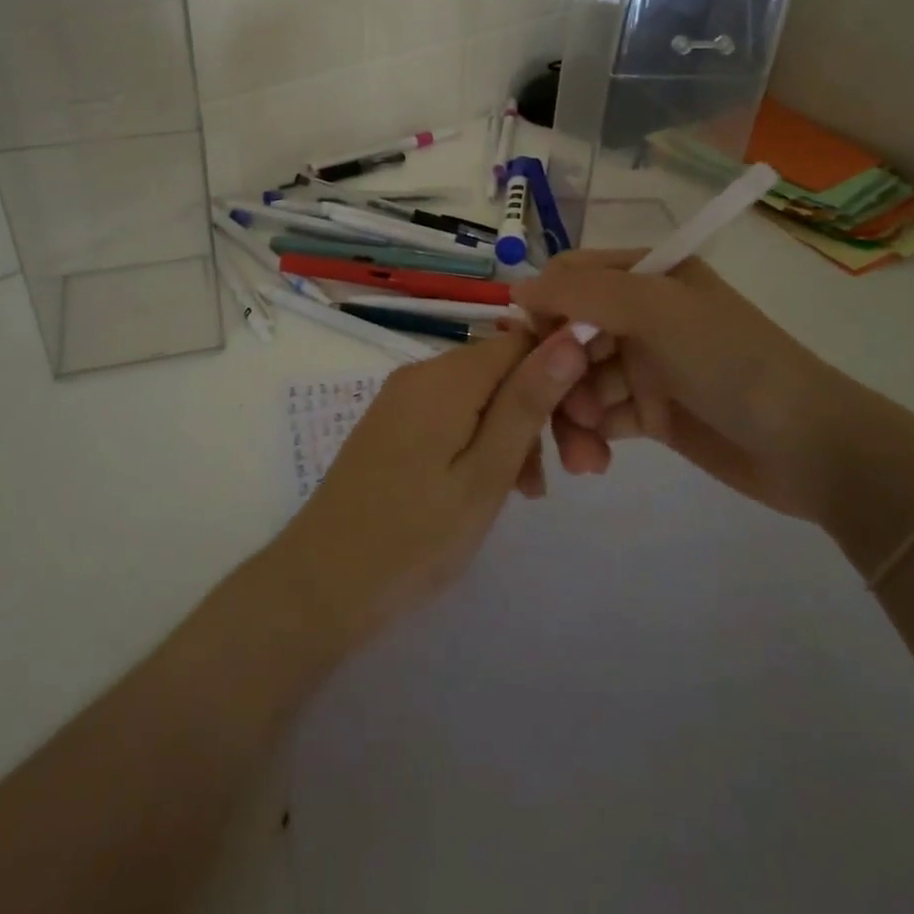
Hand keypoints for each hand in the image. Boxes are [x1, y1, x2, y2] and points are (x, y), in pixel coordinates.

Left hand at [268, 328, 589, 651]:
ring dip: (517, 434)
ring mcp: (404, 399)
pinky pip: (454, 416)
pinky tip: (499, 487)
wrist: (324, 581)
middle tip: (581, 471)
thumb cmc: (417, 534)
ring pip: (481, 397)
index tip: (589, 427)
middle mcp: (423, 373)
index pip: (523, 342)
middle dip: (545, 412)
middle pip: (502, 371)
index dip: (563, 375)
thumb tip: (573, 332)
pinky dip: (484, 442)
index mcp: (447, 375)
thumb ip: (528, 400)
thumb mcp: (487, 471)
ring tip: (535, 494)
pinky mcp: (395, 426)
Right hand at [512, 250, 868, 522]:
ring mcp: (646, 365)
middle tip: (564, 412)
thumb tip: (517, 292)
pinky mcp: (651, 412)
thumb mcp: (658, 312)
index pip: (570, 279)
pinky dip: (591, 438)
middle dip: (557, 375)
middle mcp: (641, 315)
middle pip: (568, 334)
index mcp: (647, 276)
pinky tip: (596, 463)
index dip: (544, 310)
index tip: (529, 351)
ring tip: (584, 454)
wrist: (812, 449)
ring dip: (572, 416)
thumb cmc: (731, 362)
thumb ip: (584, 292)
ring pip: (579, 382)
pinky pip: (600, 418)